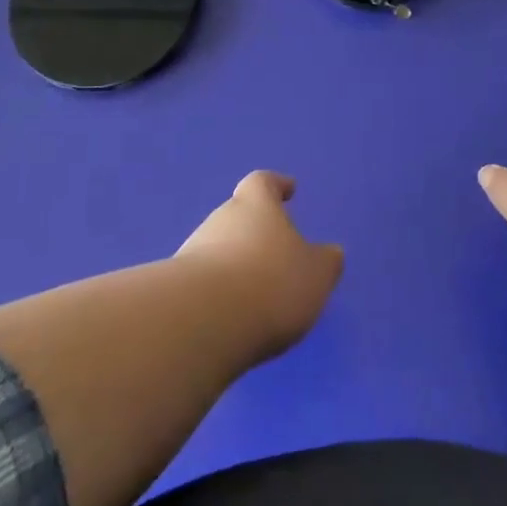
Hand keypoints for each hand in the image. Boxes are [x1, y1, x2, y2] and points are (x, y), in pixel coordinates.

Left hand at [176, 171, 343, 361]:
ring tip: (256, 291)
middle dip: (255, 230)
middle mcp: (221, 218)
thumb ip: (325, 261)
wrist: (204, 322)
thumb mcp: (316, 275)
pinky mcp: (176, 287)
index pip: (263, 182)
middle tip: (275, 251)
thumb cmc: (271, 284)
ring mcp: (193, 250)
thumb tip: (330, 253)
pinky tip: (233, 314)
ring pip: (219, 248)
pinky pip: (204, 282)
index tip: (288, 189)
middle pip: (238, 214)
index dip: (276, 185)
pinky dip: (220, 291)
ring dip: (236, 263)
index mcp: (256, 205)